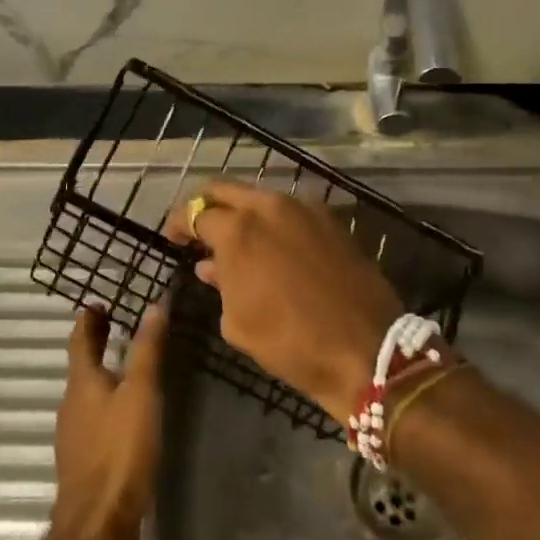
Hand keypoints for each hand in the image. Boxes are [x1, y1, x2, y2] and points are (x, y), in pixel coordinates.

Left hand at [48, 304, 166, 539]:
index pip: (79, 339)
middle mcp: (72, 404)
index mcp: (81, 383)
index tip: (99, 302)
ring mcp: (74, 436)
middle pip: (81, 365)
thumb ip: (147, 350)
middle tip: (115, 323)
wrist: (98, 526)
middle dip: (96, 342)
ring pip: (86, 393)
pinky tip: (125, 413)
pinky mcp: (84, 462)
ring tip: (127, 365)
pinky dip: (106, 402)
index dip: (88, 318)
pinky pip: (93, 418)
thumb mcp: (140, 394)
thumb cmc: (119, 451)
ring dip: (102, 373)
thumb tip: (154, 303)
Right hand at [163, 180, 402, 424]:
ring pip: (259, 197)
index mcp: (239, 229)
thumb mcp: (238, 322)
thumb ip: (220, 284)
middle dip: (206, 205)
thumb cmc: (290, 342)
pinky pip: (289, 211)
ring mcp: (304, 208)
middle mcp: (270, 206)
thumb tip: (210, 266)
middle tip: (197, 227)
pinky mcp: (330, 220)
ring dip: (241, 213)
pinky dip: (272, 222)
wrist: (366, 350)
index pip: (196, 211)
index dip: (180, 223)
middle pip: (225, 189)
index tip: (173, 237)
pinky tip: (271, 247)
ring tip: (234, 240)